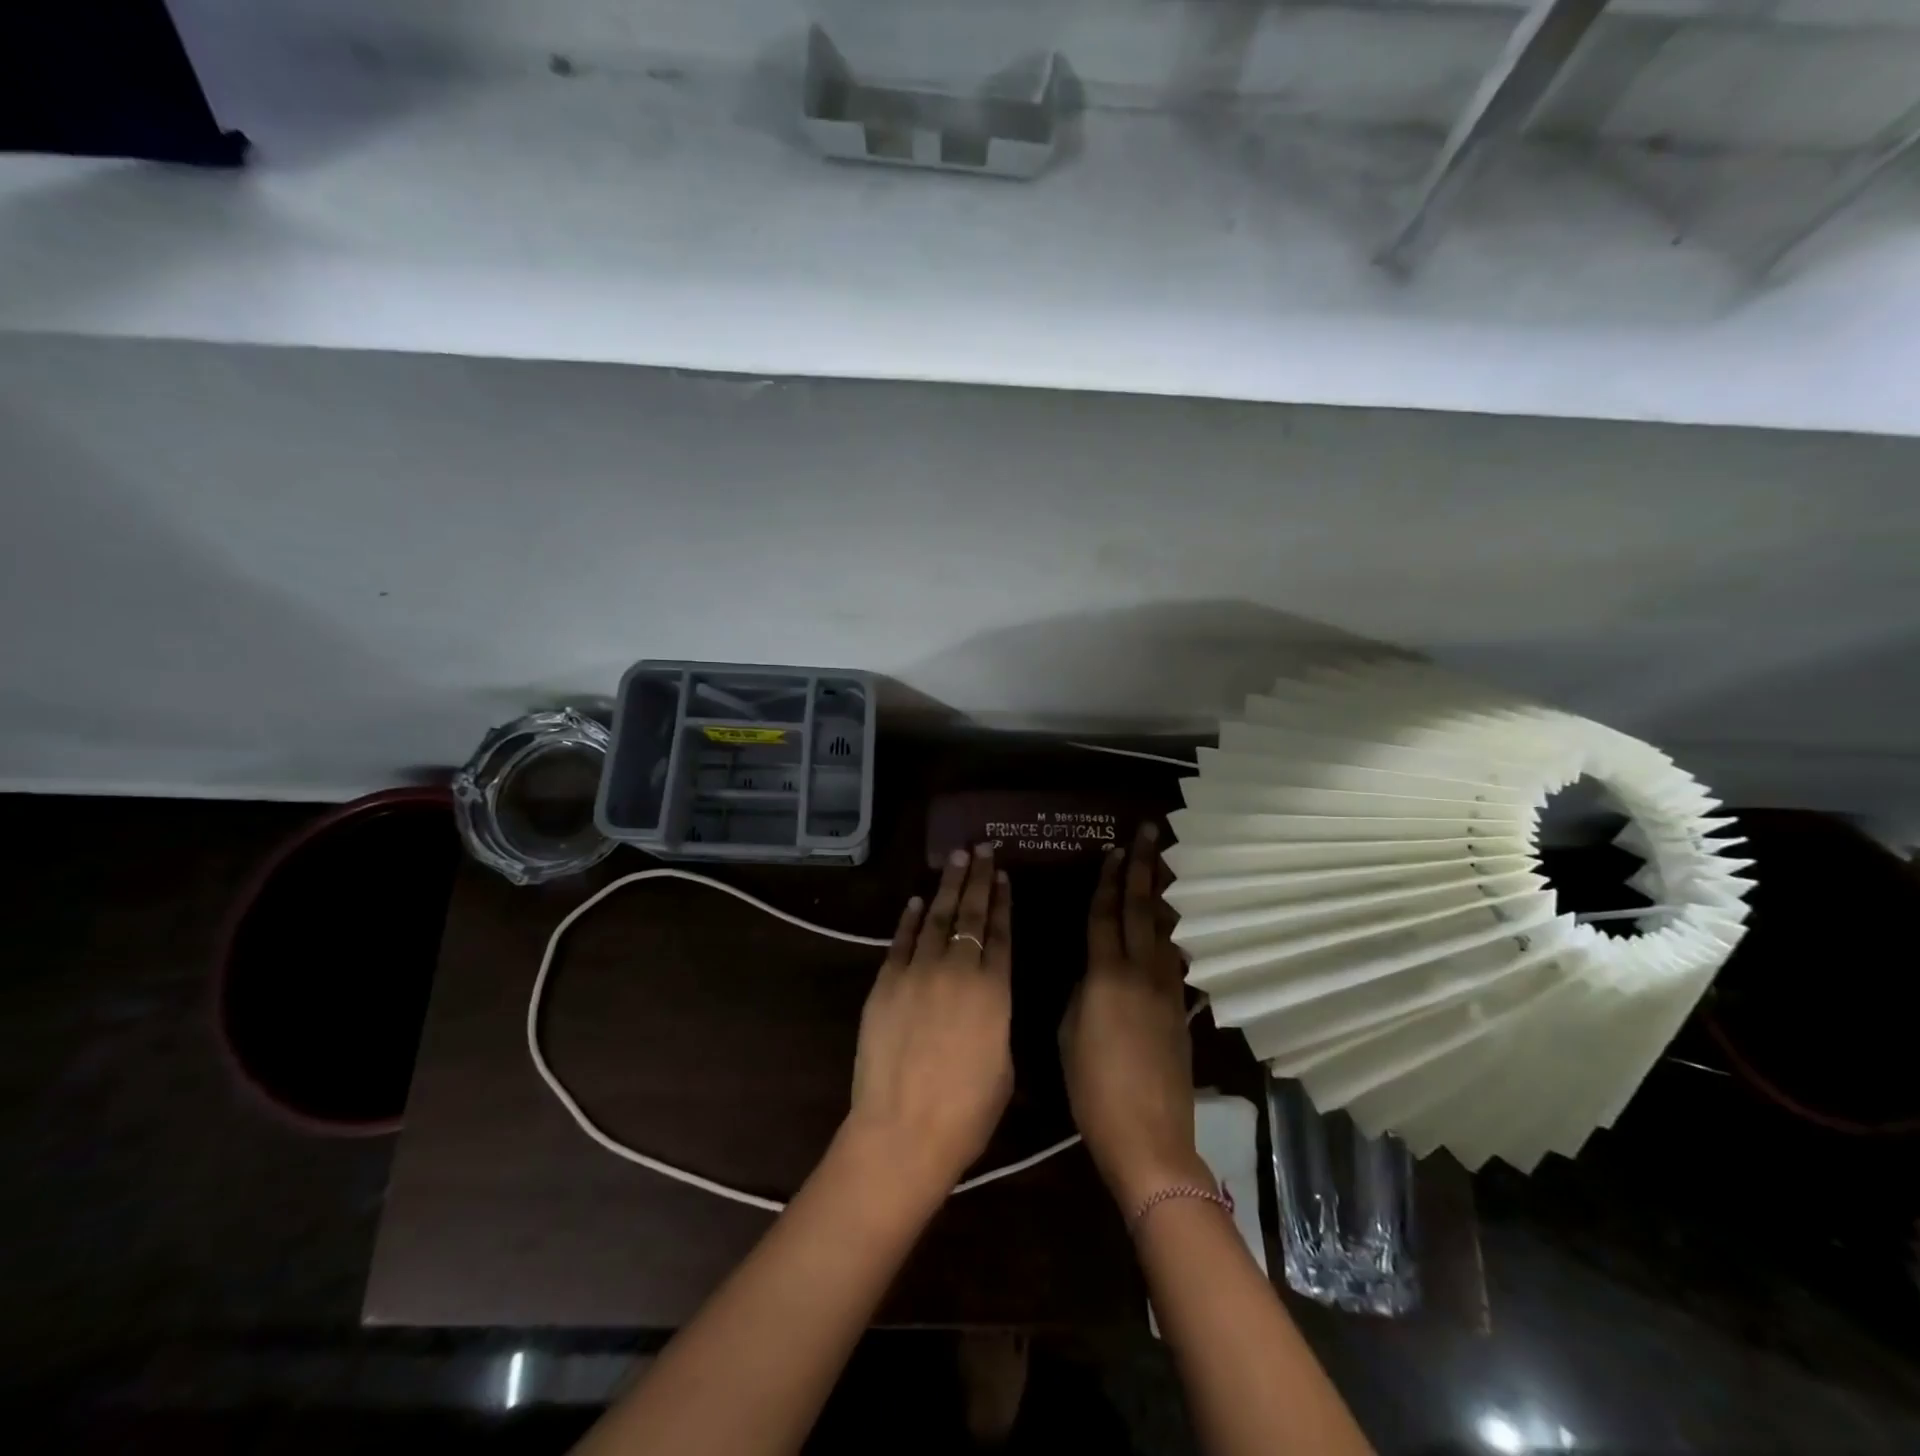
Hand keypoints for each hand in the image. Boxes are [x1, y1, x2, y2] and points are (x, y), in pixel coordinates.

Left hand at [845, 844, 1013, 1198]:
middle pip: (970, 914)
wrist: (904, 1131)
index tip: (1002, 874)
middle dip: (977, 878)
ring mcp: (917, 972)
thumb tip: (987, 995)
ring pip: (935, 917)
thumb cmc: (967, 1111)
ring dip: (946, 886)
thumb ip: (997, 1017)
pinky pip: (900, 941)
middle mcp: (958, 970)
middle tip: (981, 848)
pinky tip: (916, 900)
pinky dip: (909, 918)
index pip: (1001, 932)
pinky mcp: (885, 983)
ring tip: (955, 858)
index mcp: (994, 991)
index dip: (1002, 901)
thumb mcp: (1003, 1063)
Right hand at [1060, 823, 1205, 1211]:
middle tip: (1148, 834)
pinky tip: (1175, 921)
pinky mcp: (1182, 1010)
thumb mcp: (1068, 1033)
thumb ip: (1079, 992)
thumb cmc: (1093, 1088)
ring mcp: (1167, 990)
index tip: (1114, 851)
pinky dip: (1174, 930)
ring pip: (1165, 929)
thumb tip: (1092, 972)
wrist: (1148, 1136)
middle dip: (1143, 869)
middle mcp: (1140, 972)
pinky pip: (1176, 956)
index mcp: (1105, 975)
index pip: (1105, 915)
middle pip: (1141, 910)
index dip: (1107, 881)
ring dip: (1164, 893)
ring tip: (1166, 863)